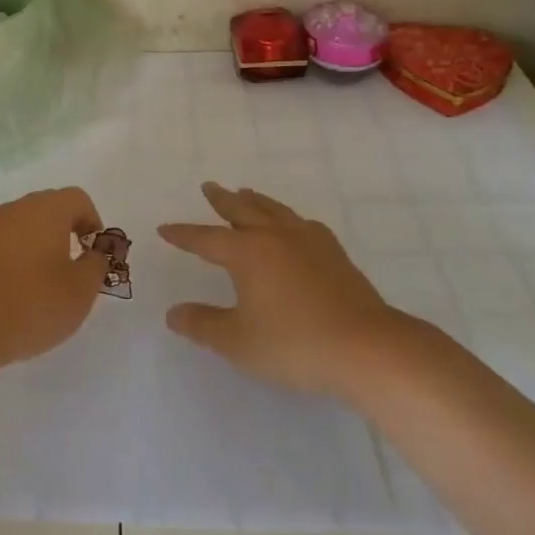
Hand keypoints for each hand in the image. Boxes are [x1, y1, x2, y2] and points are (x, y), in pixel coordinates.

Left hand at [0, 188, 109, 367]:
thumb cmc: (32, 303)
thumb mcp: (80, 291)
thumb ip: (96, 267)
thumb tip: (95, 254)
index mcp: (47, 209)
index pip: (78, 199)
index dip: (93, 222)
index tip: (94, 254)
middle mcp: (18, 208)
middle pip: (51, 209)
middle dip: (67, 234)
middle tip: (74, 270)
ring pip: (26, 227)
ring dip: (41, 248)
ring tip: (47, 286)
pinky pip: (6, 244)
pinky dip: (18, 260)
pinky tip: (19, 294)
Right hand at [161, 182, 421, 400]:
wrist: (368, 348)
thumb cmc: (296, 344)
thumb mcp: (239, 342)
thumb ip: (203, 325)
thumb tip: (173, 313)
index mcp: (247, 253)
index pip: (205, 239)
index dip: (183, 235)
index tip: (165, 229)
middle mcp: (274, 236)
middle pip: (241, 210)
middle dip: (221, 200)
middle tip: (209, 186)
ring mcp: (308, 241)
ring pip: (274, 210)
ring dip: (255, 201)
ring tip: (245, 193)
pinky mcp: (334, 254)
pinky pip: (302, 224)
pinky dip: (288, 218)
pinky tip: (294, 226)